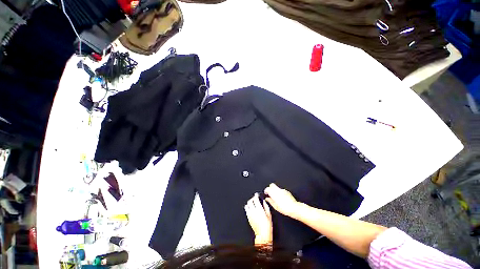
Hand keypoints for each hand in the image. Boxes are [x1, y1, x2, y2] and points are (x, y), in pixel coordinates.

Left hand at [244, 193, 272, 244]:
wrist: (262, 234)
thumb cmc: (267, 225)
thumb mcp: (269, 214)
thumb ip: (266, 206)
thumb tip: (264, 201)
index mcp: (259, 209)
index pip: (255, 199)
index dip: (256, 195)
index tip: (256, 195)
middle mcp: (253, 210)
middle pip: (250, 201)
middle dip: (252, 198)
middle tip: (254, 198)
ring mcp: (250, 214)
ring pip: (247, 205)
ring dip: (249, 203)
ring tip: (252, 203)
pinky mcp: (248, 218)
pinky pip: (246, 210)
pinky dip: (248, 208)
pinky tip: (250, 208)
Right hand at [264, 183, 299, 217]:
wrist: (294, 208)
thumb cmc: (285, 209)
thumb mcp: (275, 207)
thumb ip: (270, 201)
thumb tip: (267, 199)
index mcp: (274, 193)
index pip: (267, 188)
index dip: (266, 191)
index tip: (266, 193)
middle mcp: (278, 190)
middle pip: (272, 185)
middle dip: (270, 188)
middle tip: (270, 193)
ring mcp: (283, 190)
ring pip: (277, 187)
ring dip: (275, 190)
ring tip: (276, 196)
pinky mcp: (287, 191)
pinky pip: (281, 190)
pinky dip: (280, 192)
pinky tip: (281, 197)